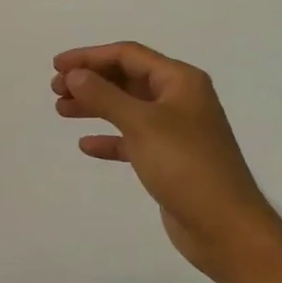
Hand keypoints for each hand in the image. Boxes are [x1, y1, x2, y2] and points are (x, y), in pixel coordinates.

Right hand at [52, 41, 276, 282]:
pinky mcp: (170, 160)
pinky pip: (133, 139)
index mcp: (180, 81)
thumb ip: (104, 95)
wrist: (226, 228)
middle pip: (127, 78)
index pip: (128, 55)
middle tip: (55, 89)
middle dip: (91, 80)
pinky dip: (110, 138)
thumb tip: (75, 74)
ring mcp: (176, 130)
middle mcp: (179, 99)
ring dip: (95, 106)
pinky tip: (86, 145)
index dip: (90, 56)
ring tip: (61, 110)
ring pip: (127, 108)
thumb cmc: (186, 166)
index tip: (57, 66)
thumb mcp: (141, 124)